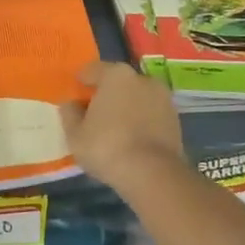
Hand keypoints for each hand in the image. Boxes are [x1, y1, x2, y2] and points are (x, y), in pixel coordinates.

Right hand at [59, 60, 188, 194]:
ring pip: (136, 98)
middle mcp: (141, 78)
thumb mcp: (75, 134)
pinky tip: (131, 138)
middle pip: (117, 82)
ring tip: (114, 128)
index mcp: (115, 75)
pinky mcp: (175, 119)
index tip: (75, 93)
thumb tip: (71, 104)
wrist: (153, 174)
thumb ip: (70, 114)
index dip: (81, 81)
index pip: (93, 70)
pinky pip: (150, 114)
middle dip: (105, 94)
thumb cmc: (107, 147)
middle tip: (93, 113)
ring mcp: (162, 98)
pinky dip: (140, 121)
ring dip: (125, 107)